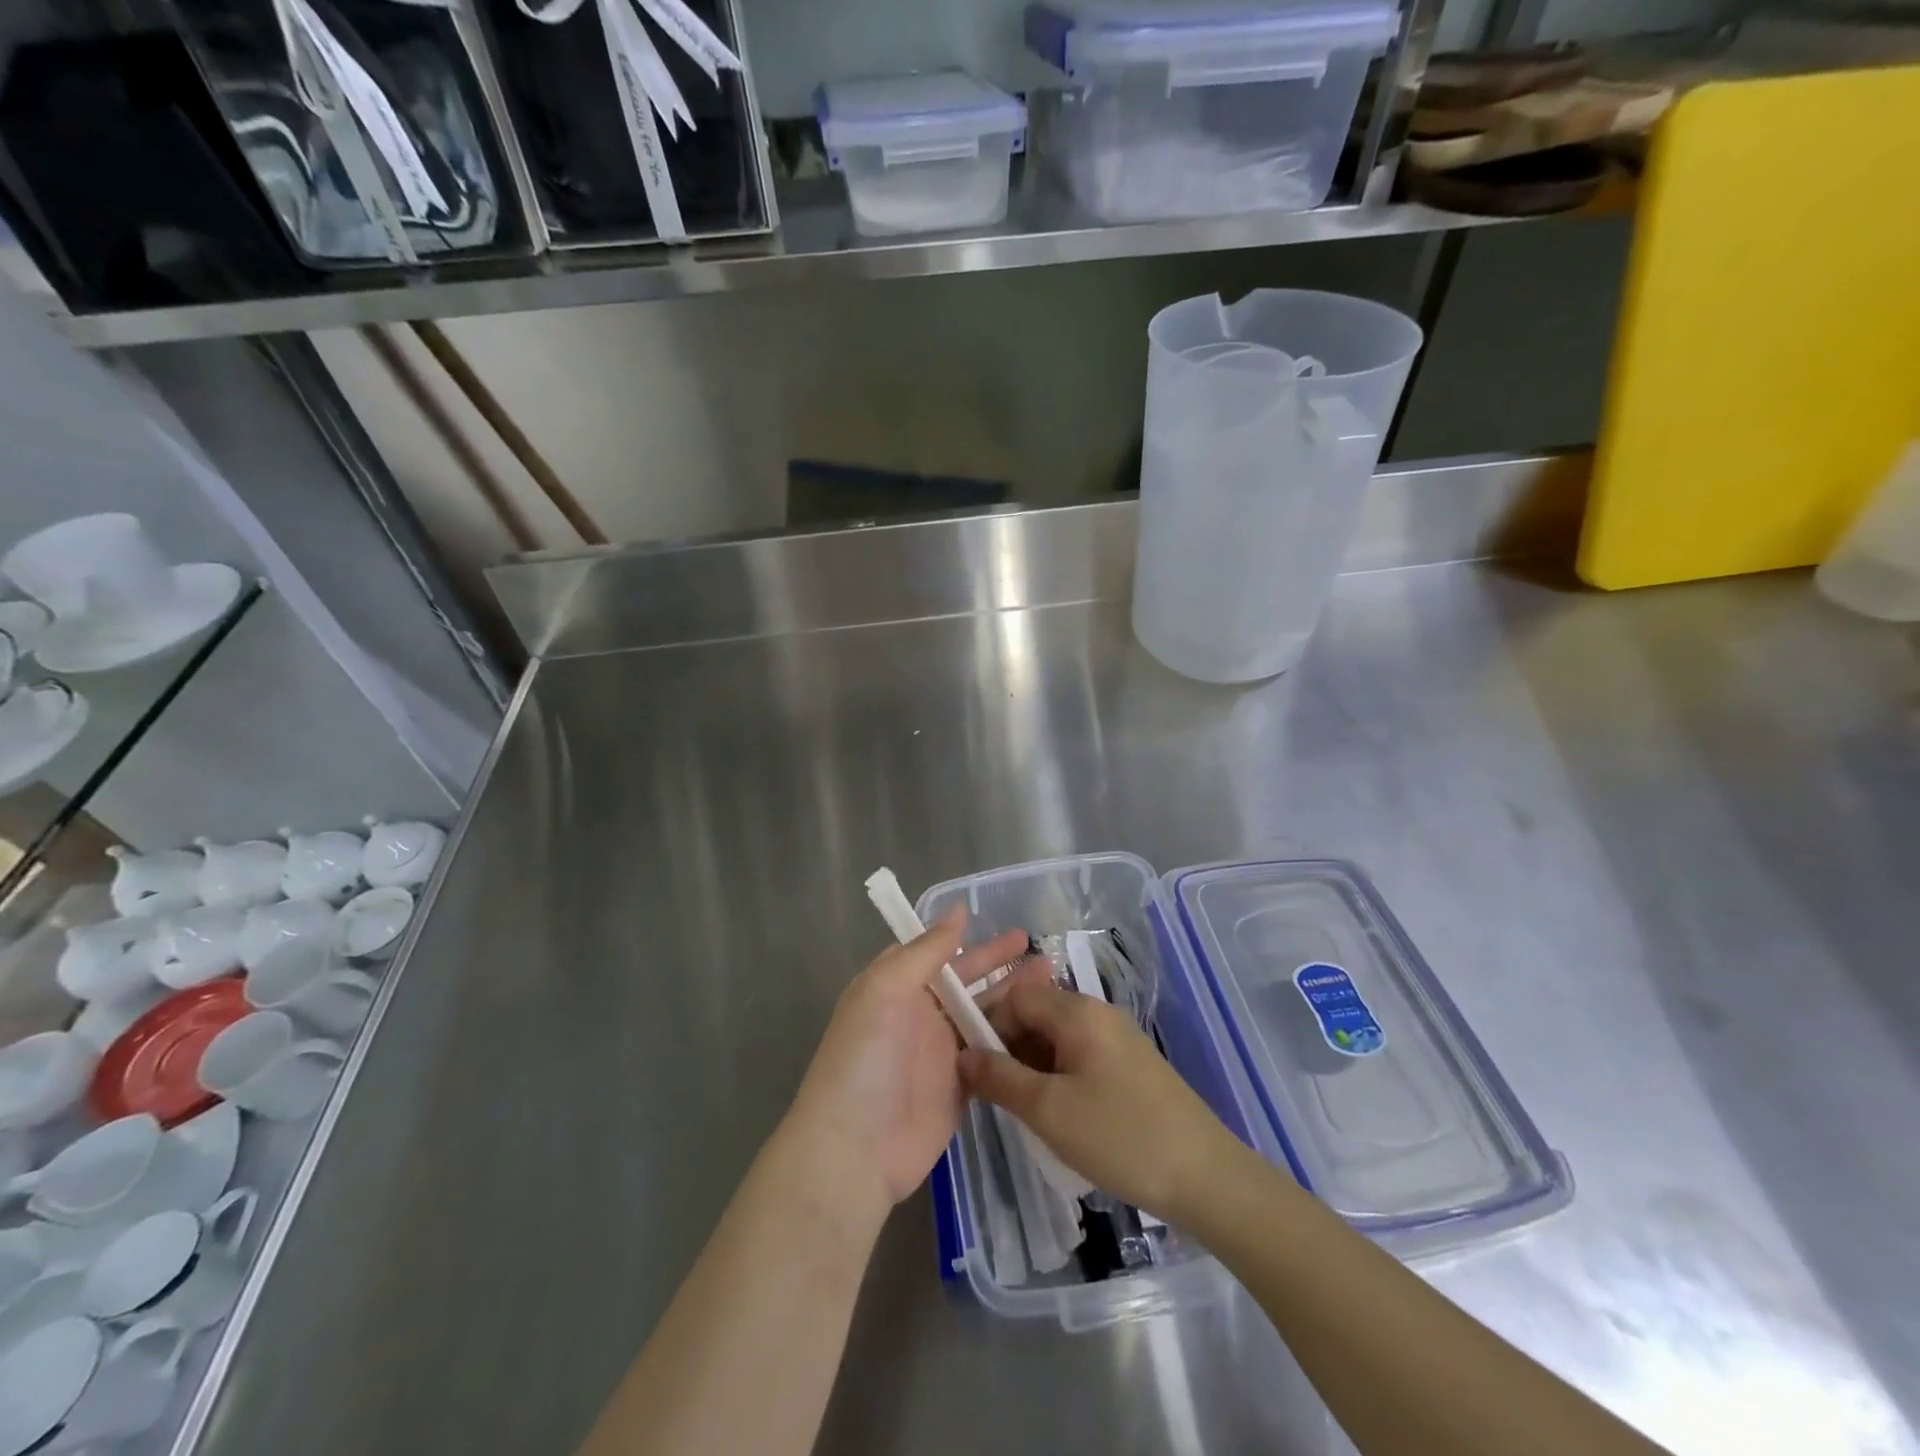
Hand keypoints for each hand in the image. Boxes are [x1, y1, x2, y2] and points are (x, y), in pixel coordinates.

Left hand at [785, 906, 1031, 1222]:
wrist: (857, 1149)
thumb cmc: (866, 1057)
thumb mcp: (886, 989)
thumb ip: (925, 951)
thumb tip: (958, 911)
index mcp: (897, 986)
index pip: (935, 952)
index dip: (966, 938)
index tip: (1001, 922)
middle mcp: (920, 1014)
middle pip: (966, 981)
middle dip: (999, 964)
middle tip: (1038, 948)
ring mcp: (943, 1051)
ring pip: (984, 1014)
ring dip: (1015, 997)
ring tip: (1052, 978)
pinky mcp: (964, 1085)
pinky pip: (993, 1053)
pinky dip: (1016, 1037)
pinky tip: (1047, 1025)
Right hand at [958, 964, 1245, 1221]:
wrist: (1206, 1176)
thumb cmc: (1120, 1136)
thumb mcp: (1049, 1110)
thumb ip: (999, 1078)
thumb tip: (963, 1055)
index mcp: (1077, 1011)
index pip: (1015, 996)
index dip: (986, 1022)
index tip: (966, 1063)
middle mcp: (1097, 1012)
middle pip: (1036, 1012)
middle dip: (1006, 1045)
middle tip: (988, 1091)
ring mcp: (1117, 1038)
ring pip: (1056, 1037)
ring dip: (1029, 1063)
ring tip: (1016, 1106)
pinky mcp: (1130, 1065)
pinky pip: (1078, 1055)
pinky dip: (1055, 1074)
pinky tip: (1052, 1112)